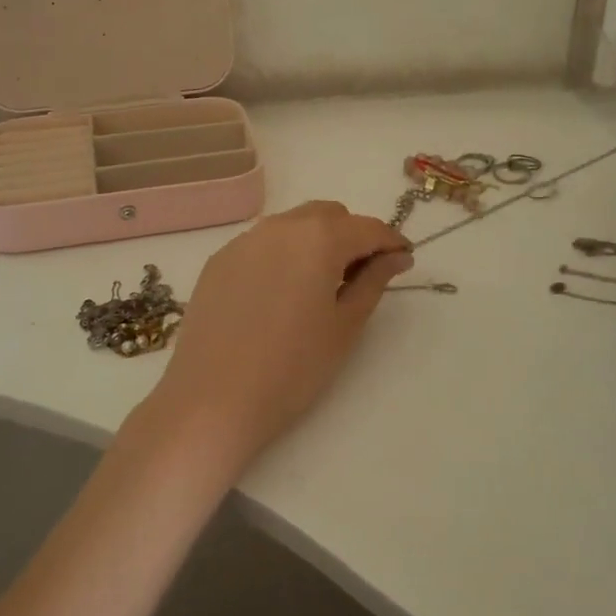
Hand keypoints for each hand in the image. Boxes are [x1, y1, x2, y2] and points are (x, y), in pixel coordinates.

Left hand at [136, 202, 411, 477]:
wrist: (212, 399)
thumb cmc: (292, 368)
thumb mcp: (345, 326)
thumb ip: (374, 281)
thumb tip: (396, 256)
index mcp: (319, 238)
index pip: (367, 227)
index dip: (390, 242)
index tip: (403, 261)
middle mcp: (280, 226)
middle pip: (328, 216)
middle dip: (351, 236)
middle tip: (360, 277)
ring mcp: (243, 241)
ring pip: (292, 225)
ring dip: (315, 242)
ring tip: (319, 287)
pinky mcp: (218, 261)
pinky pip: (262, 244)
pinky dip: (282, 256)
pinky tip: (279, 295)